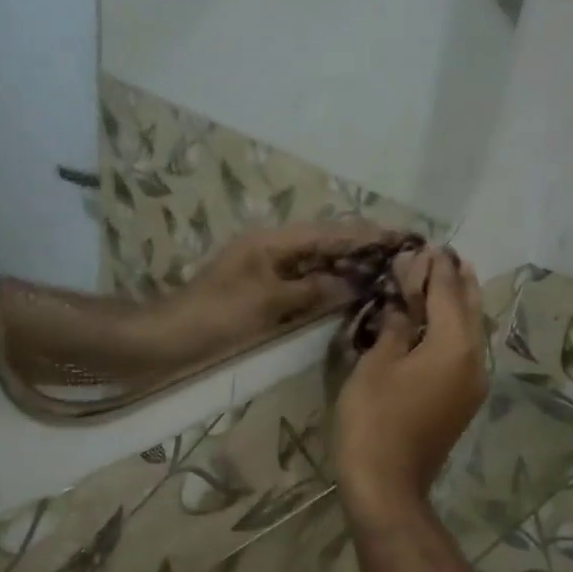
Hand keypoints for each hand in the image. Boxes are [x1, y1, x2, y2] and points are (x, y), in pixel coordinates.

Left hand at [164, 222, 407, 360]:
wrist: (170, 339)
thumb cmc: (216, 316)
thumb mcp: (267, 302)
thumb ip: (312, 291)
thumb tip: (355, 284)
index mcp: (273, 242)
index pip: (329, 232)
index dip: (366, 235)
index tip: (402, 237)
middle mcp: (273, 250)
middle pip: (326, 245)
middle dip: (362, 251)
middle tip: (402, 260)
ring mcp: (268, 272)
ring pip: (317, 266)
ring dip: (347, 271)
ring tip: (387, 277)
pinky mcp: (263, 295)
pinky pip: (304, 286)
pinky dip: (327, 289)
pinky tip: (350, 298)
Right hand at [334, 247, 488, 528]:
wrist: (388, 484)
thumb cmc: (375, 419)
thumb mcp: (376, 365)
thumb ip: (393, 327)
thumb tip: (401, 306)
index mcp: (454, 345)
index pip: (447, 293)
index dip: (436, 268)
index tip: (430, 244)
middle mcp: (474, 360)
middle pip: (469, 310)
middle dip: (458, 281)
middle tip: (448, 255)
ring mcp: (472, 384)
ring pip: (471, 333)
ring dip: (460, 305)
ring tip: (452, 280)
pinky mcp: (462, 402)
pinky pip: (463, 353)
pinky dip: (453, 331)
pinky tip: (439, 326)